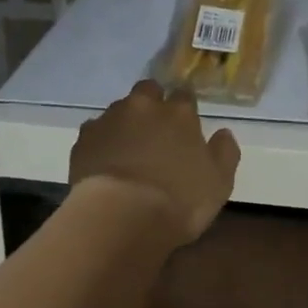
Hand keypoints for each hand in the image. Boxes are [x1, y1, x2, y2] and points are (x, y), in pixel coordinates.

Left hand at [69, 81, 240, 245]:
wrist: (121, 216)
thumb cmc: (180, 200)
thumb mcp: (219, 183)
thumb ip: (224, 153)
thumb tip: (223, 133)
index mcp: (179, 113)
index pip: (185, 96)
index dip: (185, 109)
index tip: (186, 126)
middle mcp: (143, 107)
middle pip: (148, 90)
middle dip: (152, 103)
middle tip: (155, 130)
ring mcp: (109, 120)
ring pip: (119, 109)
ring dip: (125, 122)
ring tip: (127, 150)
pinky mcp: (83, 139)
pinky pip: (94, 132)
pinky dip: (101, 141)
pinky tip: (104, 162)